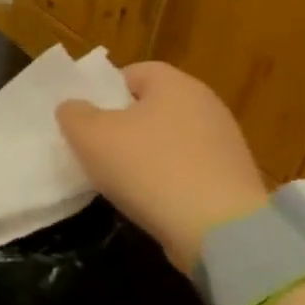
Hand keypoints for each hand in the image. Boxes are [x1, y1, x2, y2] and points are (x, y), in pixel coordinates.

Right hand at [55, 62, 268, 273]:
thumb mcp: (87, 134)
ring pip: (166, 139)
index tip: (84, 117)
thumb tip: (76, 109)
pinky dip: (164, 177)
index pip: (132, 72)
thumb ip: (72, 112)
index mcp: (176, 85)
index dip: (103, 91)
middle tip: (93, 145)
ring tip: (116, 176)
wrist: (219, 231)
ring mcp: (225, 145)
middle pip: (150, 106)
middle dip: (120, 123)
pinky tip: (147, 196)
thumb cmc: (147, 167)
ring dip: (141, 153)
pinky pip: (185, 167)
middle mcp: (207, 106)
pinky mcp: (232, 180)